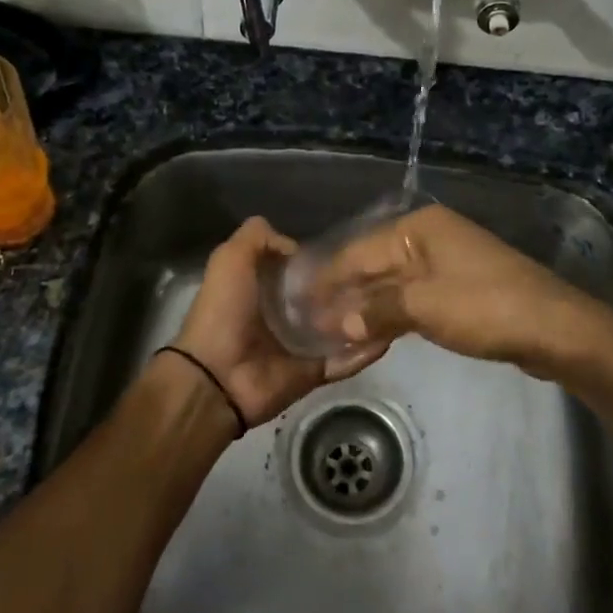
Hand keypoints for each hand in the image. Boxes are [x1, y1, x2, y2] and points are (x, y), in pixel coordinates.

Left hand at [167, 216, 386, 429]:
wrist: (217, 375)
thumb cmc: (224, 310)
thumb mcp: (231, 257)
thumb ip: (258, 237)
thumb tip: (297, 247)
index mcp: (265, 286)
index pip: (302, 266)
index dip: (322, 256)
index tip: (352, 246)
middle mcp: (285, 313)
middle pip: (326, 296)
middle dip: (351, 285)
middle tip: (381, 272)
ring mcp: (302, 344)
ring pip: (341, 326)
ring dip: (364, 316)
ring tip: (395, 298)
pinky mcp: (315, 371)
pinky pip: (345, 360)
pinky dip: (365, 351)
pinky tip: (390, 334)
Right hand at [315, 203, 612, 384]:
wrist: (556, 329)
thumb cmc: (487, 307)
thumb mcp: (425, 307)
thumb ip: (376, 310)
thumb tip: (337, 322)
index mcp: (418, 229)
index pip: (358, 251)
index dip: (326, 278)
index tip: (296, 301)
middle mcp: (428, 239)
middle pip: (373, 266)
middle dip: (343, 295)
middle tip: (307, 322)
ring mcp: (444, 265)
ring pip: (391, 287)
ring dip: (364, 311)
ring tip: (330, 335)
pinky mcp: (456, 291)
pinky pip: (411, 301)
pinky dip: (389, 319)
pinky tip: (368, 337)